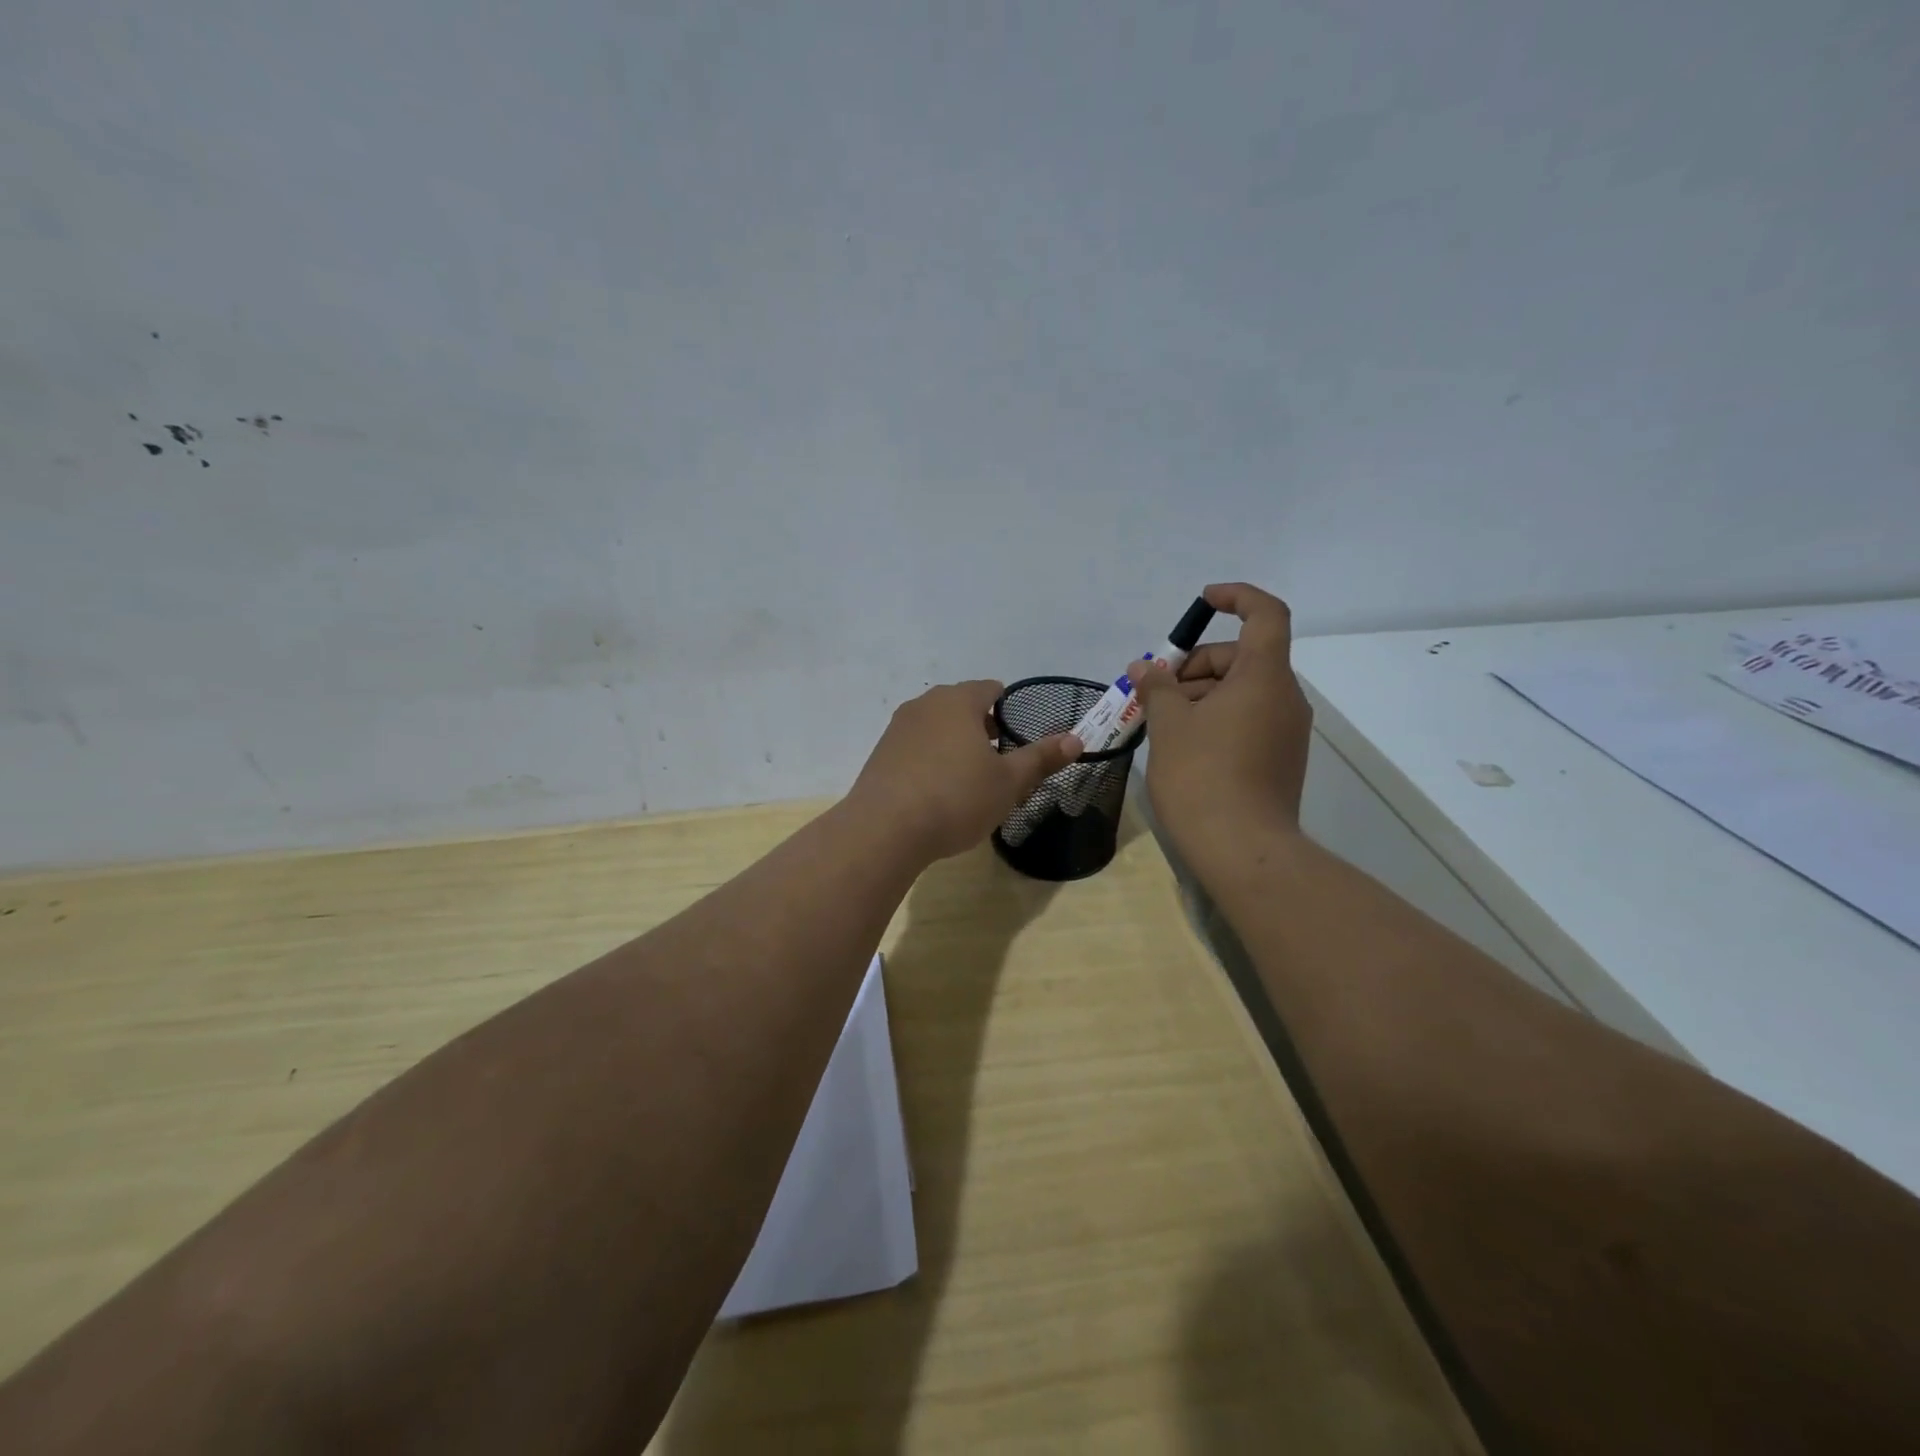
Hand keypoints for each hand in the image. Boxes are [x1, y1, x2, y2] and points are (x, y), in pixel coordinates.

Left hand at [848, 679, 1082, 862]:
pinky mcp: (880, 754)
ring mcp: (898, 728)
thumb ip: (1041, 758)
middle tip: (999, 764)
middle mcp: (925, 705)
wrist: (885, 829)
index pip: (990, 689)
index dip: (1008, 709)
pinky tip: (936, 793)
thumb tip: (1076, 739)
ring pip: (936, 727)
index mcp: (958, 701)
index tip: (1017, 739)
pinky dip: (930, 761)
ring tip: (968, 781)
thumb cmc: (956, 798)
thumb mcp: (1008, 782)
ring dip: (955, 745)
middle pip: (962, 706)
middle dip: (982, 729)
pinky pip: (915, 748)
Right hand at [1129, 583, 1311, 859]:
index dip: (1237, 597)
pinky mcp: (1280, 758)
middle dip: (1196, 664)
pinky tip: (1183, 744)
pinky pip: (1248, 719)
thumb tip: (1144, 668)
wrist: (1243, 849)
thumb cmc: (1202, 775)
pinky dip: (1216, 717)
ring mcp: (1286, 731)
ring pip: (1242, 691)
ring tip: (1160, 721)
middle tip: (1154, 690)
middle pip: (1243, 657)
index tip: (1203, 602)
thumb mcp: (1169, 724)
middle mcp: (1284, 697)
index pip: (1265, 614)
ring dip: (1201, 694)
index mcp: (1264, 677)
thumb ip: (1157, 687)